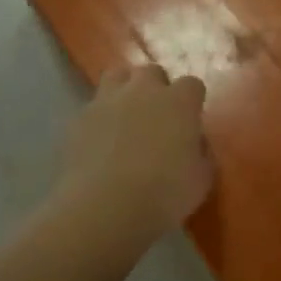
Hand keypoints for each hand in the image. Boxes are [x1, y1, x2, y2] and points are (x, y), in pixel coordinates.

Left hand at [57, 64, 212, 237]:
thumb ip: (200, 154)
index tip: (190, 121)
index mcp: (179, 102)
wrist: (104, 207)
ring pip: (116, 76)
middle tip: (157, 116)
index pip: (192, 85)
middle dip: (156, 88)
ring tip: (126, 116)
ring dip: (124, 90)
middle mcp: (143, 91)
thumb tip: (193, 144)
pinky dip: (99, 118)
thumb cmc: (164, 194)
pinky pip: (93, 107)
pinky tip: (100, 142)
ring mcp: (107, 101)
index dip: (192, 101)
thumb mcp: (201, 180)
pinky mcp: (79, 118)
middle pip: (151, 72)